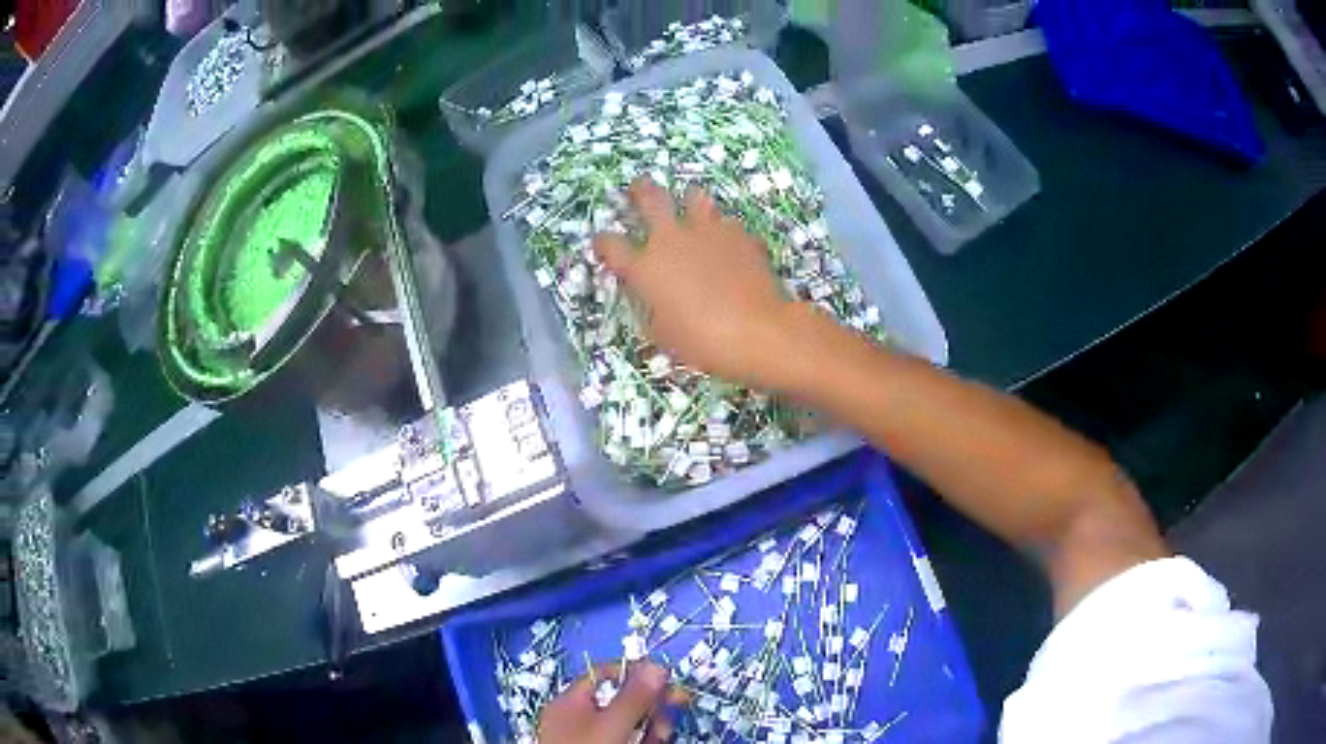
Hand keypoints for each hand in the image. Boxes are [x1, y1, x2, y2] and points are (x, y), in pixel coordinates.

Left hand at [539, 661, 680, 743]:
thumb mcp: (613, 725)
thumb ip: (634, 697)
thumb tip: (657, 667)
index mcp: (570, 702)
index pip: (605, 674)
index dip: (637, 674)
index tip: (668, 681)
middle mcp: (578, 719)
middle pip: (622, 701)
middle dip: (651, 706)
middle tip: (671, 713)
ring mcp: (590, 740)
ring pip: (630, 724)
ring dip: (652, 727)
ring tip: (661, 736)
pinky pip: (628, 741)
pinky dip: (645, 741)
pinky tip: (656, 743)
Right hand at [593, 178, 801, 388]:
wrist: (757, 331)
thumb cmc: (703, 342)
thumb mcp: (664, 333)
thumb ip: (652, 307)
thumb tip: (654, 297)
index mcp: (645, 267)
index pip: (611, 245)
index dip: (603, 242)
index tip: (603, 244)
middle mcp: (671, 239)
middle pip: (649, 198)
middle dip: (640, 190)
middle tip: (637, 187)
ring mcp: (707, 231)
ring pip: (693, 197)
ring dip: (689, 200)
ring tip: (691, 206)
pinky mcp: (739, 234)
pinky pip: (726, 223)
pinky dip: (722, 229)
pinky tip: (728, 242)